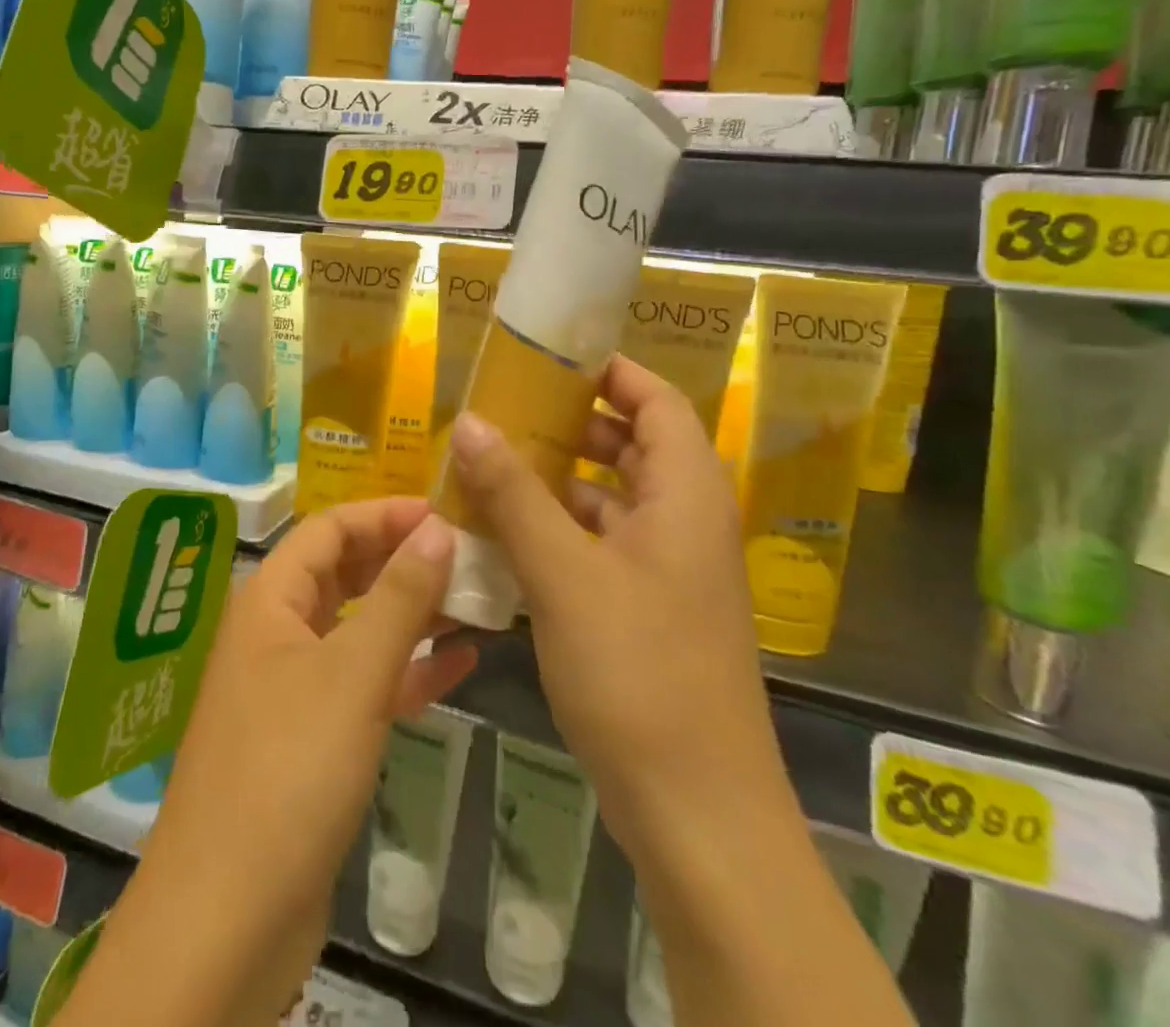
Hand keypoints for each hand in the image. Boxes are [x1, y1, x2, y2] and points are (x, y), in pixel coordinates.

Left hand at [79, 499, 476, 1026]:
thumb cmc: (288, 772)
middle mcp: (277, 631)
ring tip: (477, 600)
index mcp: (271, 600)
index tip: (447, 513)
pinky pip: (365, 682)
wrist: (226, 920)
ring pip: (359, 627)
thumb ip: (399, 598)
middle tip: (469, 553)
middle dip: (402, 558)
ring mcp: (294, 685)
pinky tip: (462, 664)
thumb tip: (439, 528)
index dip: (385, 514)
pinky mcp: (313, 737)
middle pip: (344, 572)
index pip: (330, 528)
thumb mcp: (353, 674)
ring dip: (412, 612)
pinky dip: (409, 668)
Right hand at [445, 357, 785, 851]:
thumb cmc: (638, 673)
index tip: (547, 355)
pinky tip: (507, 532)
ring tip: (494, 462)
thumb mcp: (564, 573)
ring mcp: (670, 570)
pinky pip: (602, 543)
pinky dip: (561, 527)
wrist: (698, 813)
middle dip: (573, 420)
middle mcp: (686, 522)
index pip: (657, 400)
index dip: (610, 370)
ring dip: (559, 477)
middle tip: (506, 406)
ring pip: (614, 497)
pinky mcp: (649, 609)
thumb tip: (471, 423)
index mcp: (687, 495)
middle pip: (634, 444)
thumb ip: (514, 494)